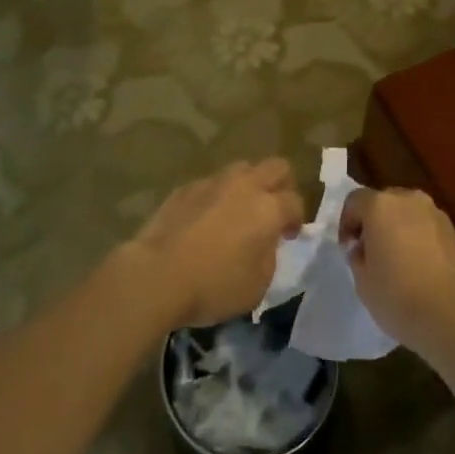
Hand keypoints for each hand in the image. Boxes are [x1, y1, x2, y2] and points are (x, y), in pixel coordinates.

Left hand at [129, 159, 301, 327]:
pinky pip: (212, 183)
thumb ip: (269, 256)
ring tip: (240, 210)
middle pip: (276, 167)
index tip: (289, 236)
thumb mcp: (257, 286)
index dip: (297, 218)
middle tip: (274, 210)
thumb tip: (266, 242)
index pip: (295, 202)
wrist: (157, 274)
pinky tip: (207, 218)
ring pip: (243, 168)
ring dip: (249, 185)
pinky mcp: (186, 187)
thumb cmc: (212, 286)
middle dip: (282, 185)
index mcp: (268, 209)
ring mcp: (213, 182)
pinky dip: (217, 195)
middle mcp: (245, 185)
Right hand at [339, 187, 454, 362]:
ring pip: (407, 213)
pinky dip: (417, 238)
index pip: (354, 201)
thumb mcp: (362, 281)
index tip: (348, 249)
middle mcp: (408, 199)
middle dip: (374, 222)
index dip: (347, 223)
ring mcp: (435, 213)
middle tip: (370, 251)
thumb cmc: (397, 296)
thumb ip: (358, 257)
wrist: (452, 315)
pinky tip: (417, 267)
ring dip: (398, 229)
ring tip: (395, 260)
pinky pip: (426, 227)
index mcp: (380, 205)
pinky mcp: (454, 232)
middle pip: (383, 202)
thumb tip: (362, 249)